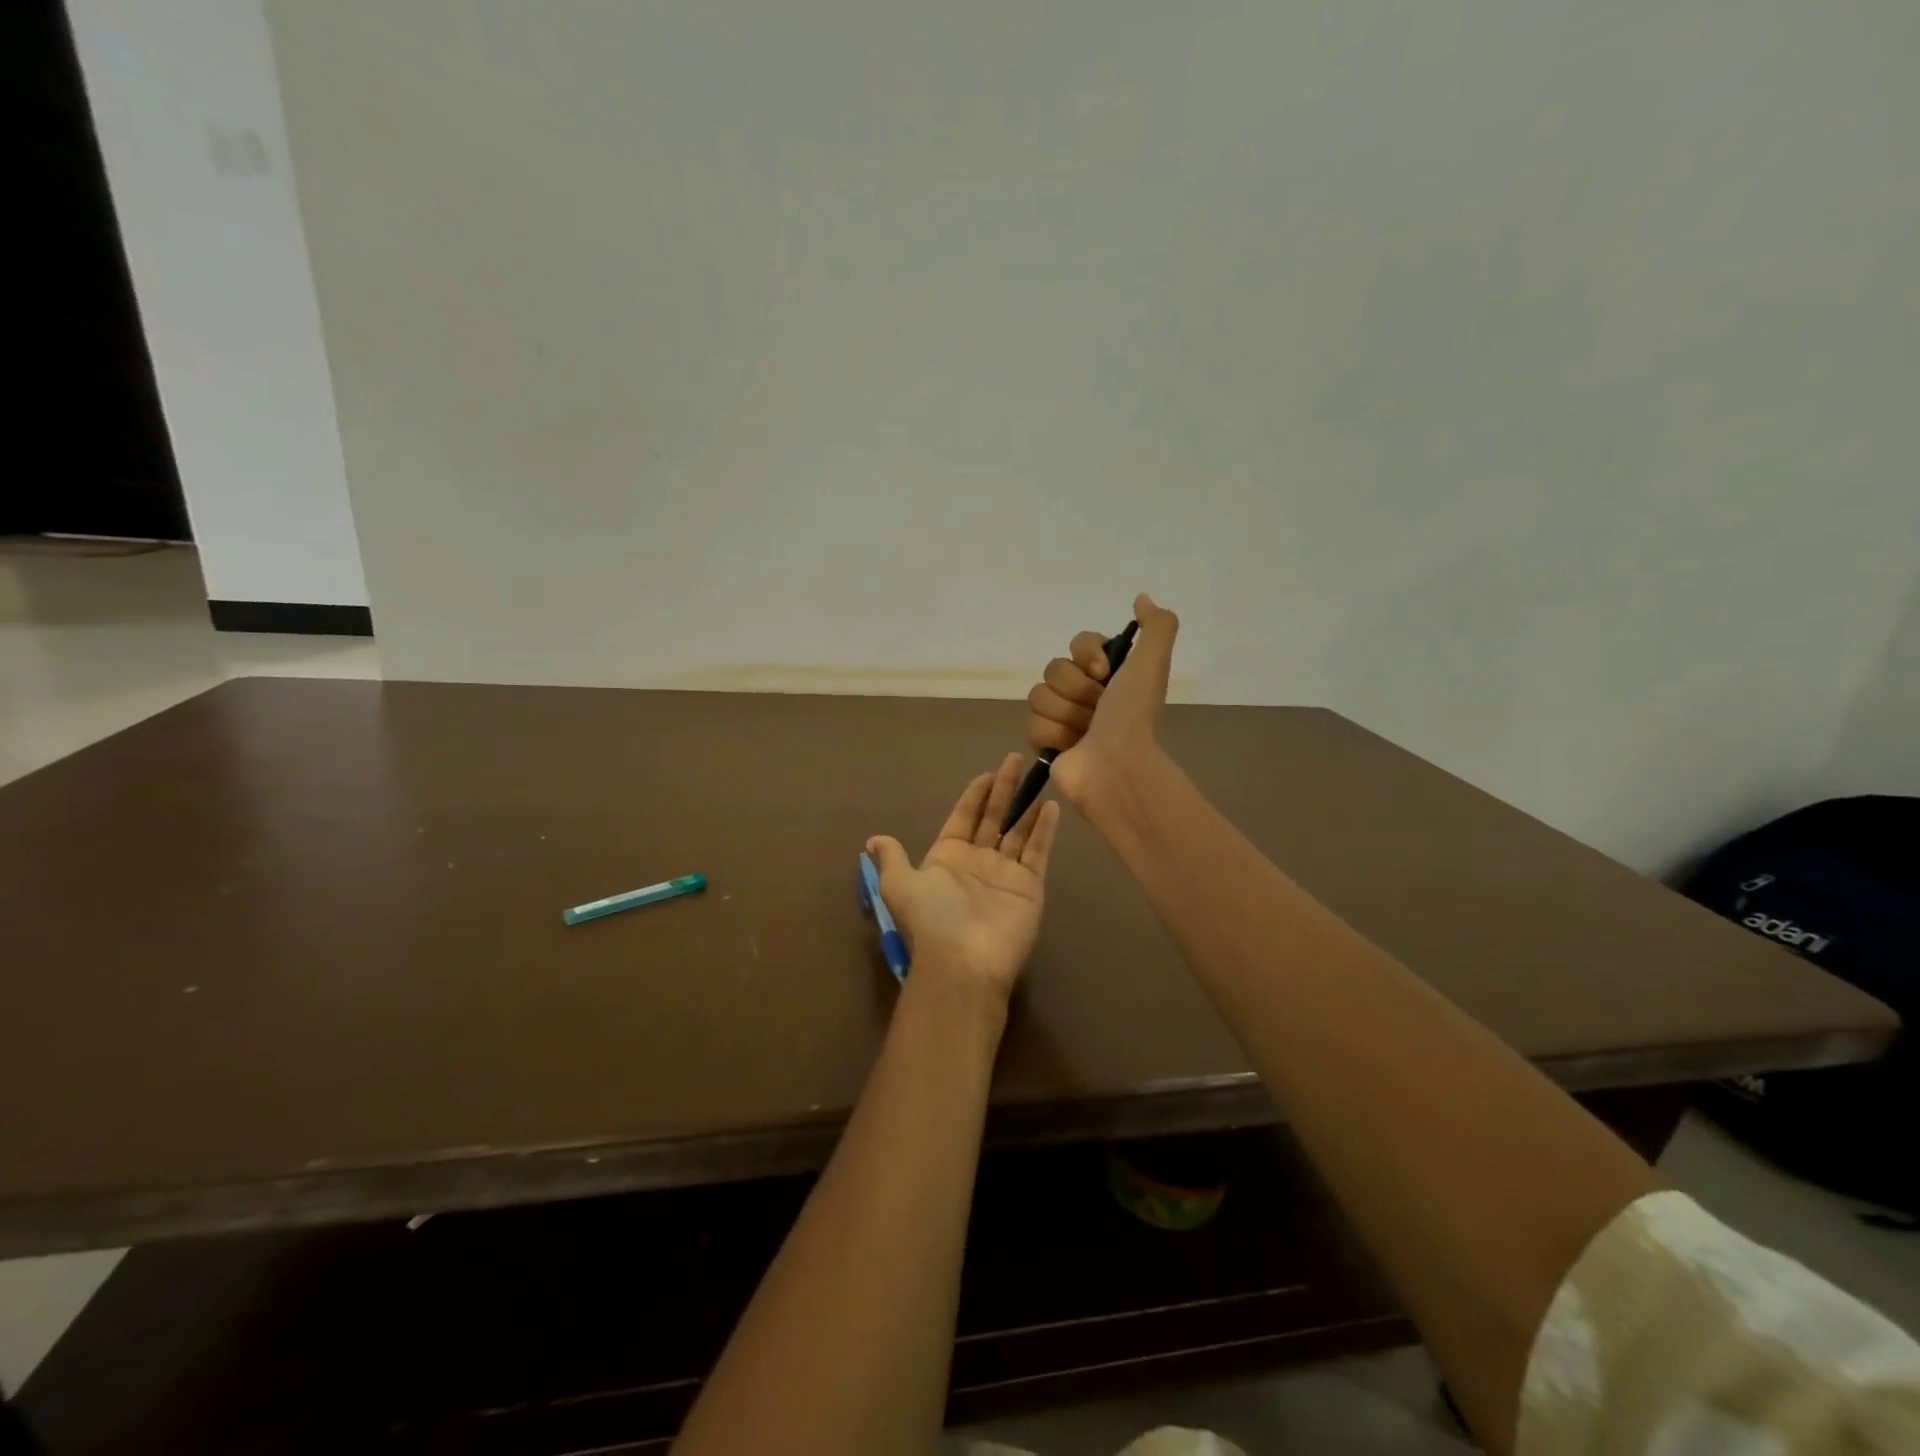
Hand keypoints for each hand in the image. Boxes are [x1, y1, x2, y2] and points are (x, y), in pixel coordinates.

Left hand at [865, 754, 1060, 1002]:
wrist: (963, 961)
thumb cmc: (931, 917)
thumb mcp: (900, 884)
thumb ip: (893, 858)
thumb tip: (873, 841)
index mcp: (947, 857)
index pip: (963, 818)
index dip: (974, 796)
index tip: (986, 774)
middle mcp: (977, 861)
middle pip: (993, 817)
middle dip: (1003, 790)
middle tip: (1015, 760)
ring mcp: (1005, 873)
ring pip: (1018, 831)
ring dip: (1027, 806)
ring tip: (1040, 777)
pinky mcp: (1029, 886)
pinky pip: (1038, 851)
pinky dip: (1044, 830)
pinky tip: (1051, 807)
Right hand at [1025, 592, 1178, 810]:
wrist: (1116, 766)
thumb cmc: (1133, 715)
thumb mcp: (1152, 663)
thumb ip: (1157, 625)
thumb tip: (1142, 597)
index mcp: (1109, 674)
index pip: (1078, 643)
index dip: (1087, 655)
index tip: (1104, 673)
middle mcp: (1086, 693)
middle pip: (1054, 669)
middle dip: (1076, 689)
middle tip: (1097, 709)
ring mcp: (1064, 719)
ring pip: (1039, 695)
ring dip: (1065, 714)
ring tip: (1085, 733)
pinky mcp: (1046, 743)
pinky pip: (1031, 724)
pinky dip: (1052, 735)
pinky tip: (1070, 747)